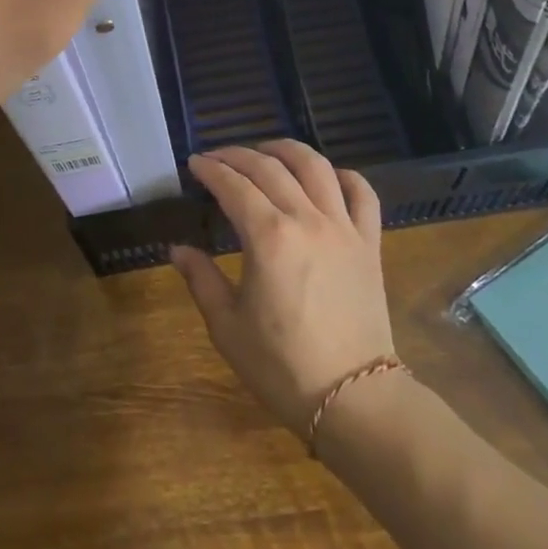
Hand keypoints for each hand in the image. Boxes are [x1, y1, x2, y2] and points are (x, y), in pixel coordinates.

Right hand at [171, 141, 395, 432]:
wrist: (354, 398)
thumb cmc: (282, 366)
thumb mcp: (227, 326)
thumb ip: (201, 279)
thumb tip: (178, 249)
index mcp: (268, 237)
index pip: (233, 185)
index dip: (210, 170)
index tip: (194, 164)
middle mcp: (306, 219)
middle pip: (269, 168)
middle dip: (237, 156)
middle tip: (217, 158)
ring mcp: (344, 228)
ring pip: (316, 167)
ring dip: (286, 150)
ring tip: (266, 151)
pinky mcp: (369, 243)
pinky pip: (362, 194)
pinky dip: (343, 176)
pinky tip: (326, 177)